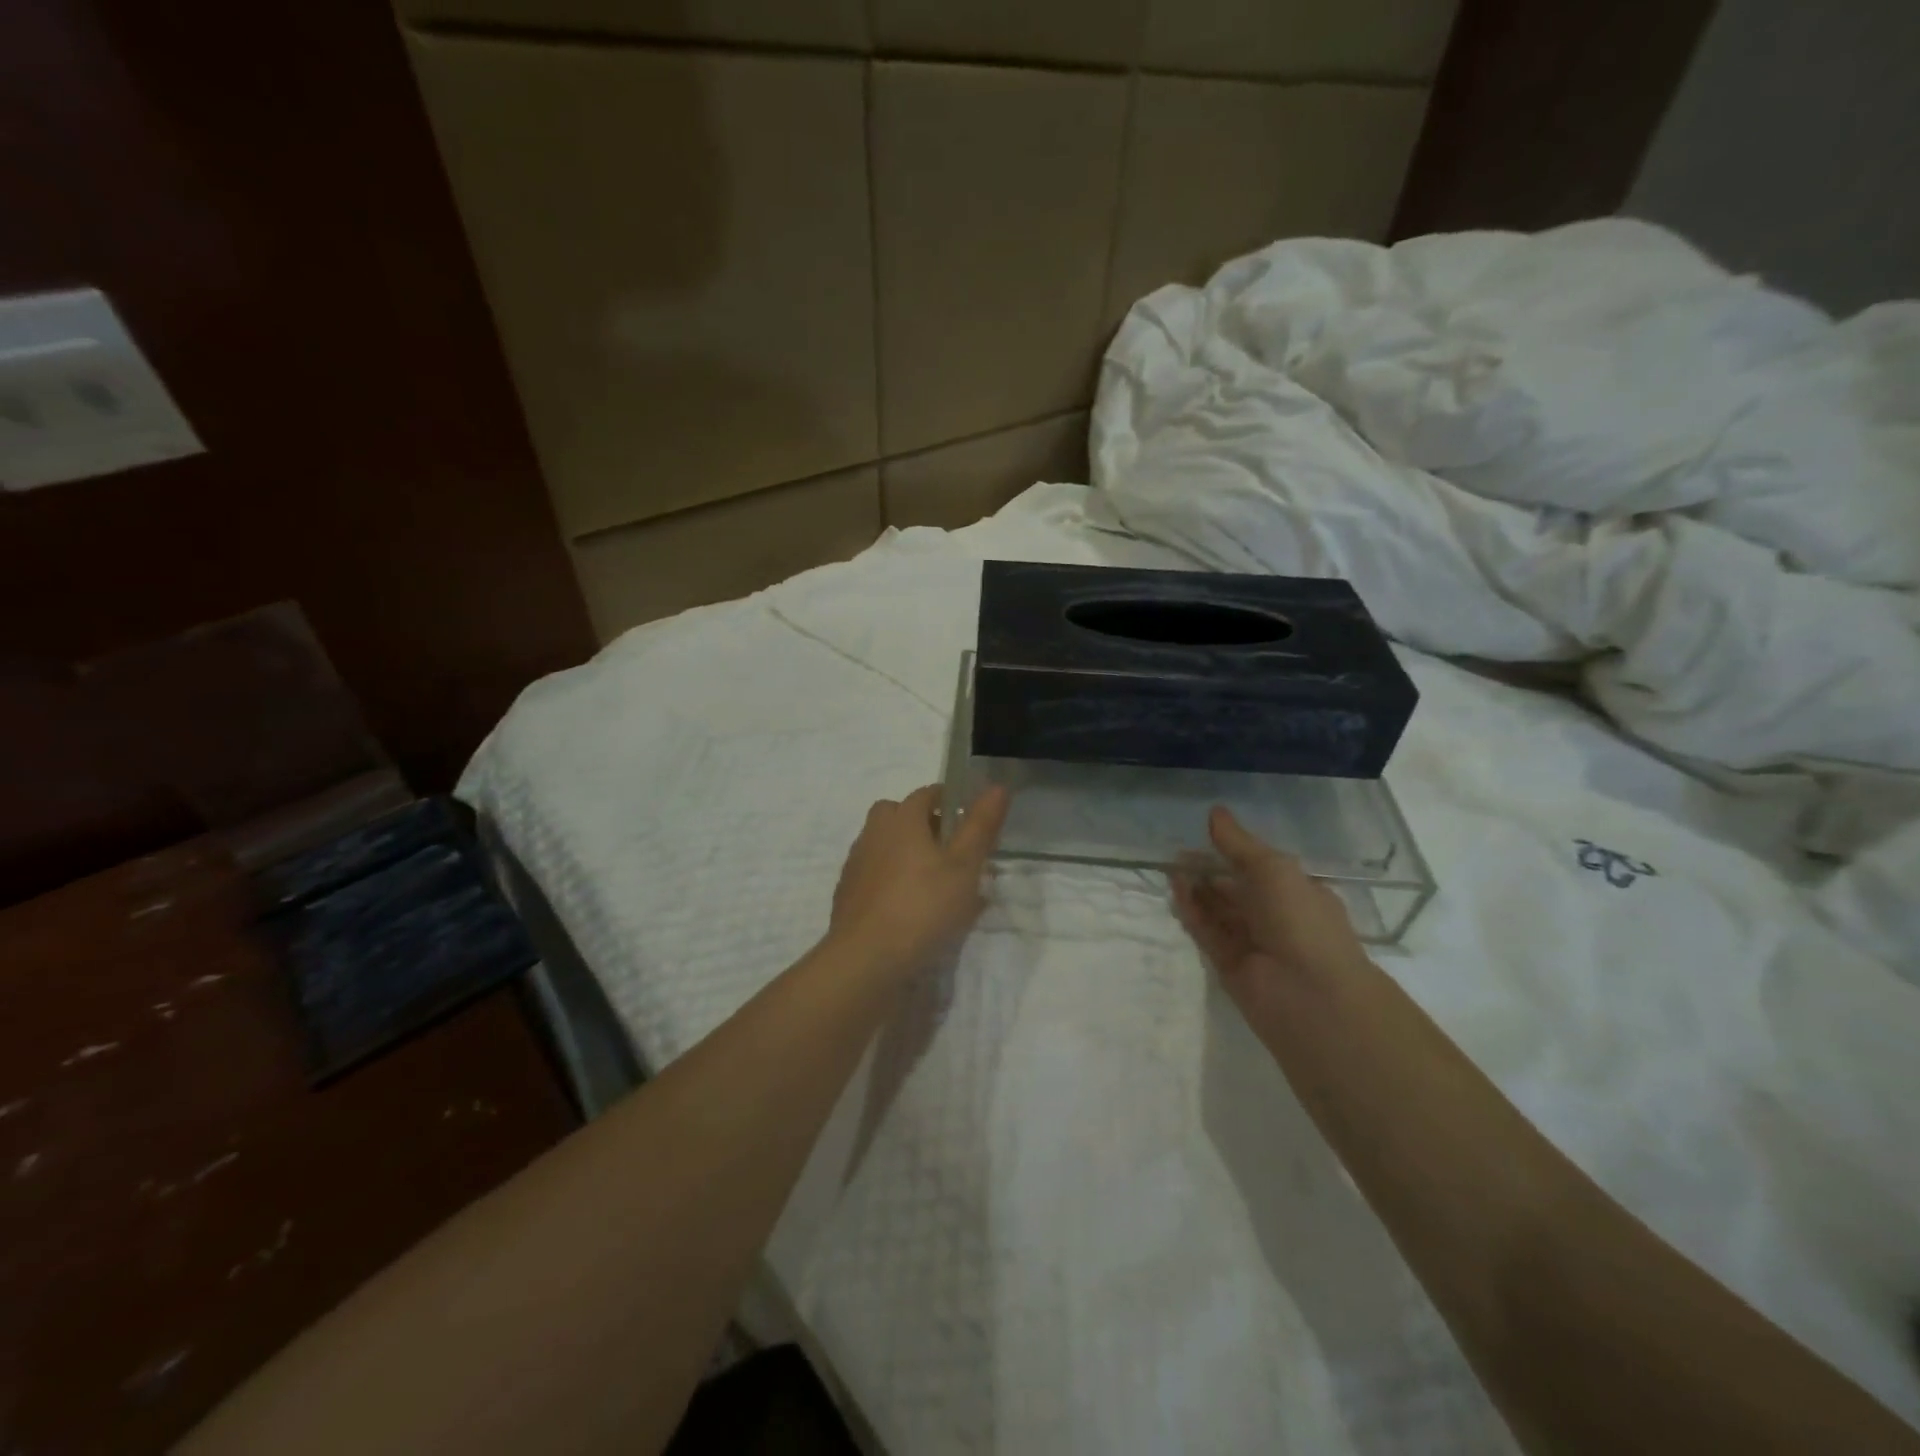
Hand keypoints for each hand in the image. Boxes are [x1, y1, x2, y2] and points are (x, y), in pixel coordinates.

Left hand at [828, 784, 1010, 974]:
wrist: (866, 958)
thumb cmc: (923, 906)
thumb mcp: (964, 866)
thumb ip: (980, 826)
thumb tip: (997, 786)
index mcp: (902, 819)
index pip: (926, 794)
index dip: (949, 801)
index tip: (969, 820)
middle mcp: (874, 833)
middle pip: (898, 814)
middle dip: (922, 823)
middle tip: (949, 848)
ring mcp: (857, 864)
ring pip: (884, 844)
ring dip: (906, 852)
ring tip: (934, 882)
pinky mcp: (848, 894)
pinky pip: (875, 874)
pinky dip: (892, 880)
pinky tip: (910, 906)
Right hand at [1172, 806, 1370, 1019]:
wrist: (1309, 994)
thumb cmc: (1300, 920)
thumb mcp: (1273, 868)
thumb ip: (1239, 844)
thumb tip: (1214, 813)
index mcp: (1297, 893)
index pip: (1261, 869)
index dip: (1232, 853)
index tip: (1203, 838)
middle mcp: (1276, 917)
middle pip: (1235, 890)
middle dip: (1208, 871)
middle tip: (1177, 856)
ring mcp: (1252, 943)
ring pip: (1219, 911)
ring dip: (1197, 891)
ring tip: (1171, 871)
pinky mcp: (1229, 965)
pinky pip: (1208, 933)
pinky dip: (1193, 913)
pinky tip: (1176, 893)